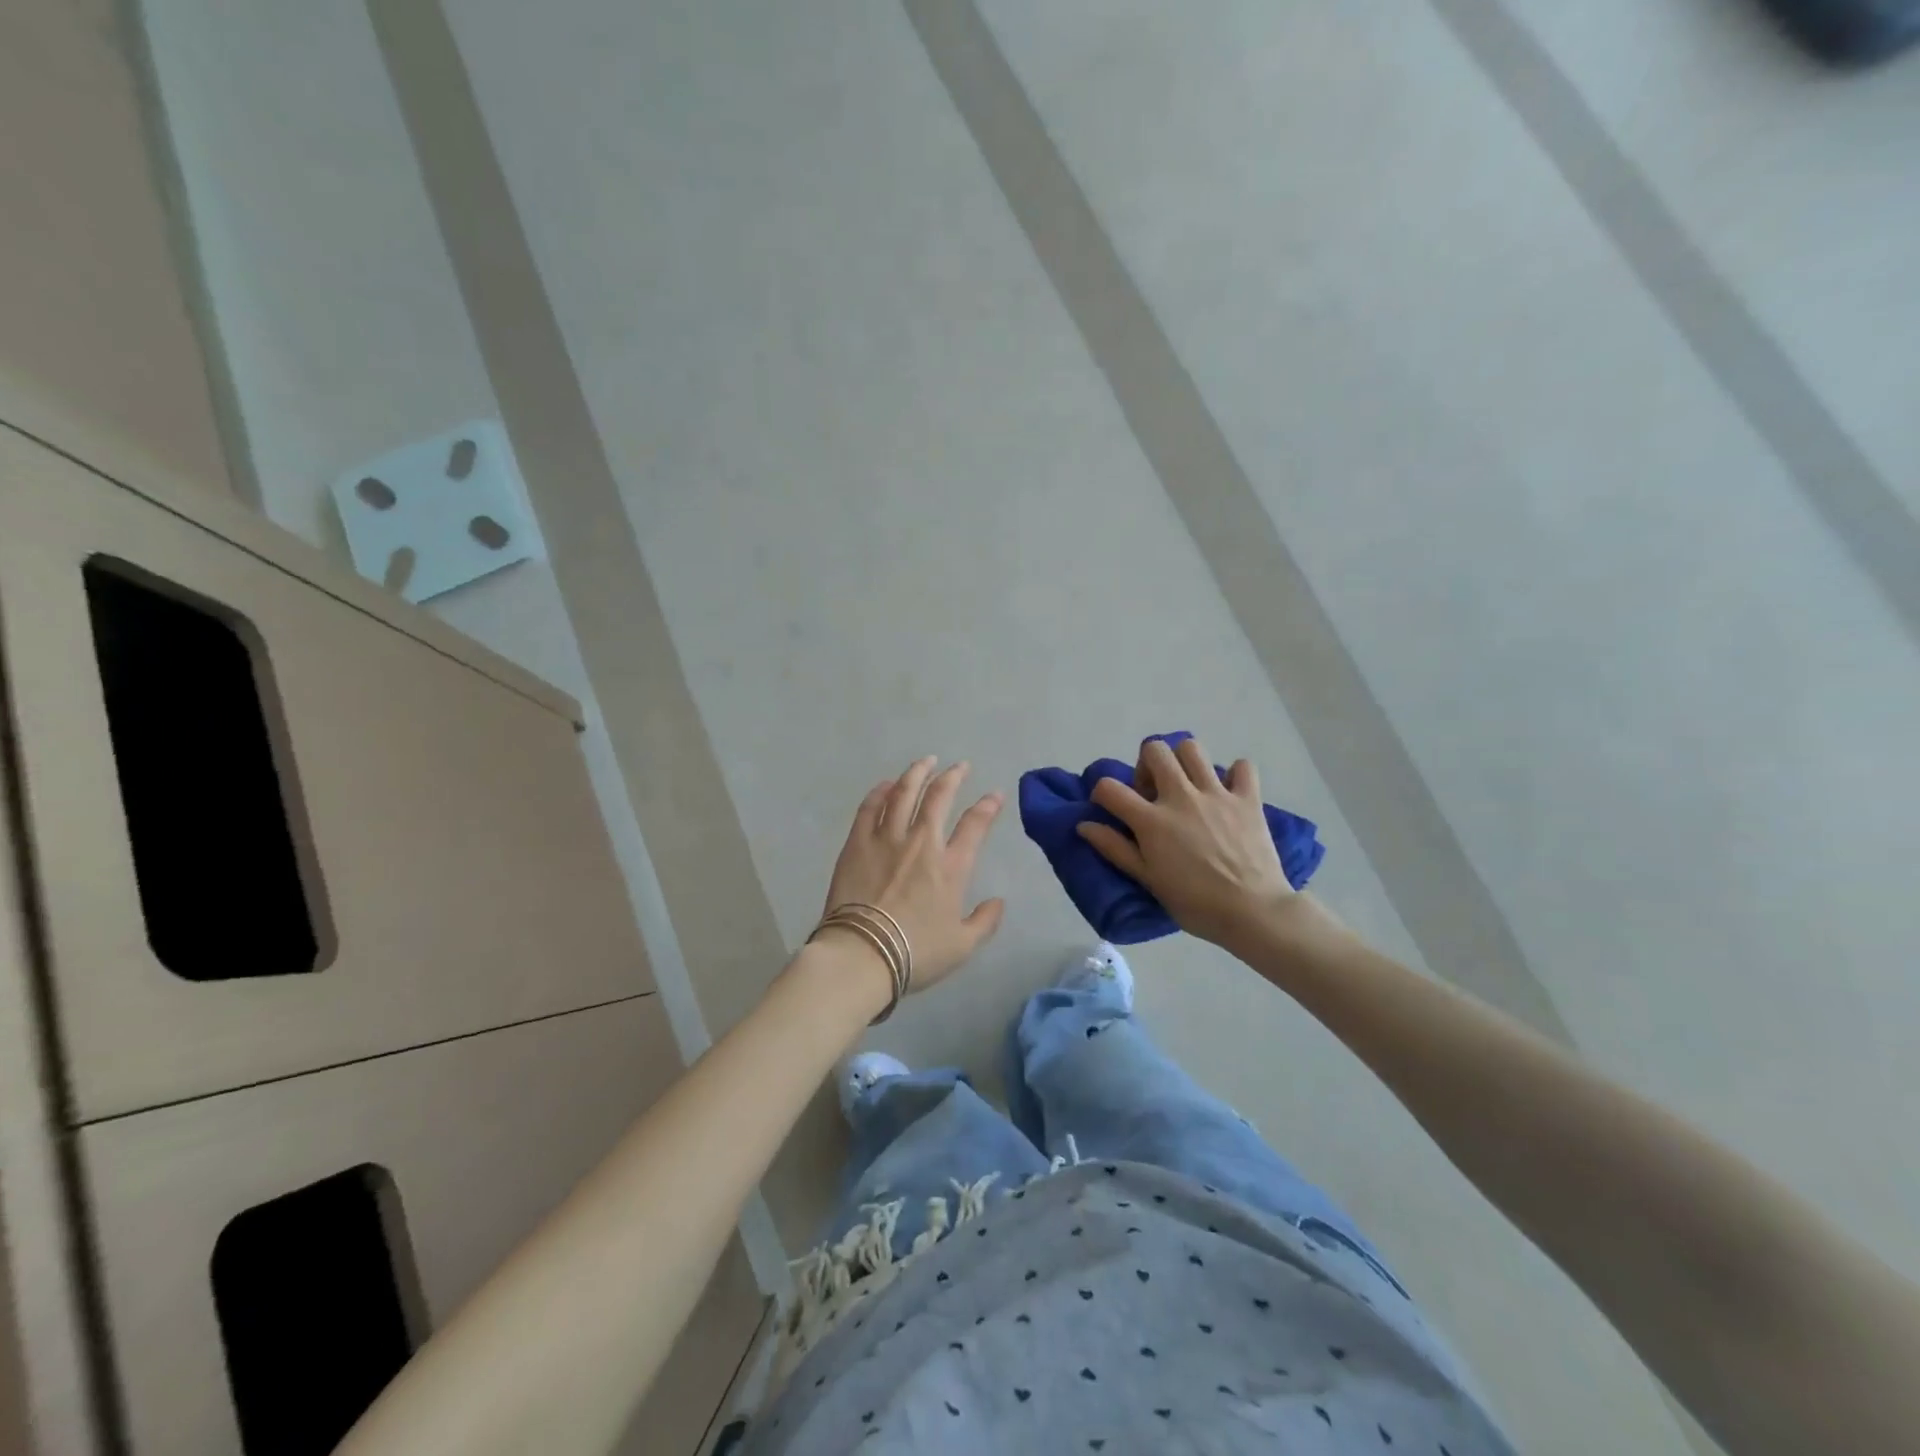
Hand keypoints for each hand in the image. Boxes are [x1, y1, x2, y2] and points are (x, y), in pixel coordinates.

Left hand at [819, 757, 1006, 995]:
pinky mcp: (857, 843)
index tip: (995, 794)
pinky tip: (886, 784)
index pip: (975, 825)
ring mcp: (886, 839)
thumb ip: (984, 922)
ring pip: (904, 793)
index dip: (988, 806)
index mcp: (951, 867)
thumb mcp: (962, 946)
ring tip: (925, 761)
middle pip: (939, 797)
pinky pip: (870, 807)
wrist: (862, 954)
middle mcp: (921, 843)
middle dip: (952, 777)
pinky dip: (880, 792)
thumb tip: (998, 902)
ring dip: (917, 773)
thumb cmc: (915, 953)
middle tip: (959, 766)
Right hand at [1078, 736, 1292, 947]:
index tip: (1110, 807)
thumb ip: (1115, 848)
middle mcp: (1181, 797)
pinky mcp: (1248, 799)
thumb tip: (1084, 825)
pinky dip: (1234, 774)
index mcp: (1152, 820)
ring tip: (1187, 784)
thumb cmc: (1195, 903)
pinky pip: (1243, 767)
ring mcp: (1217, 794)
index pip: (1110, 788)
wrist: (1253, 913)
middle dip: (1146, 764)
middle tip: (1153, 791)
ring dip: (1183, 761)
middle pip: (1154, 750)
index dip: (1101, 792)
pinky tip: (1228, 792)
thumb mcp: (1148, 880)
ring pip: (1192, 749)